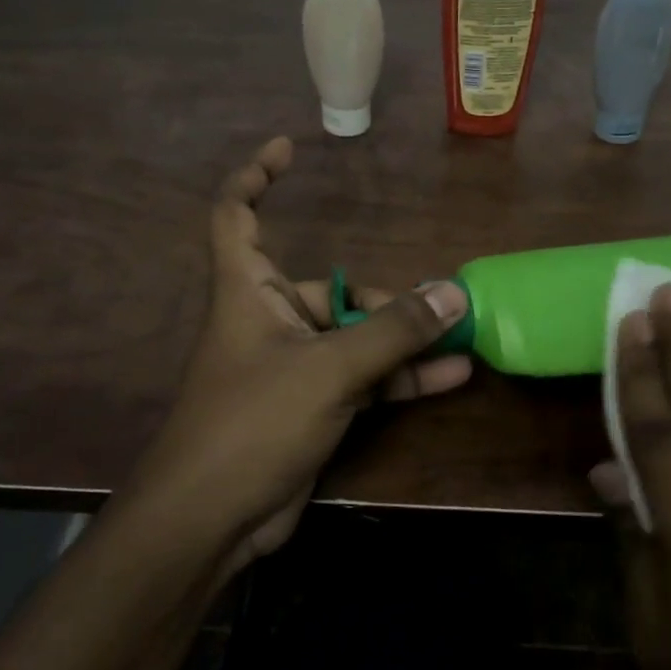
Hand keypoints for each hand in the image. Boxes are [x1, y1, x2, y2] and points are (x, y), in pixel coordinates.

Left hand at [130, 137, 471, 571]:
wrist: (212, 520)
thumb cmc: (252, 423)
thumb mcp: (327, 369)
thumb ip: (391, 332)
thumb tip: (451, 293)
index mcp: (247, 291)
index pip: (235, 214)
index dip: (255, 176)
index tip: (288, 149)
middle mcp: (268, 320)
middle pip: (327, 289)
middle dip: (380, 299)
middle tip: (435, 312)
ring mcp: (291, 367)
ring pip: (353, 339)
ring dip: (402, 340)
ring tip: (458, 337)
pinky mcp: (310, 408)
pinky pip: (362, 379)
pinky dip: (400, 378)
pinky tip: (450, 376)